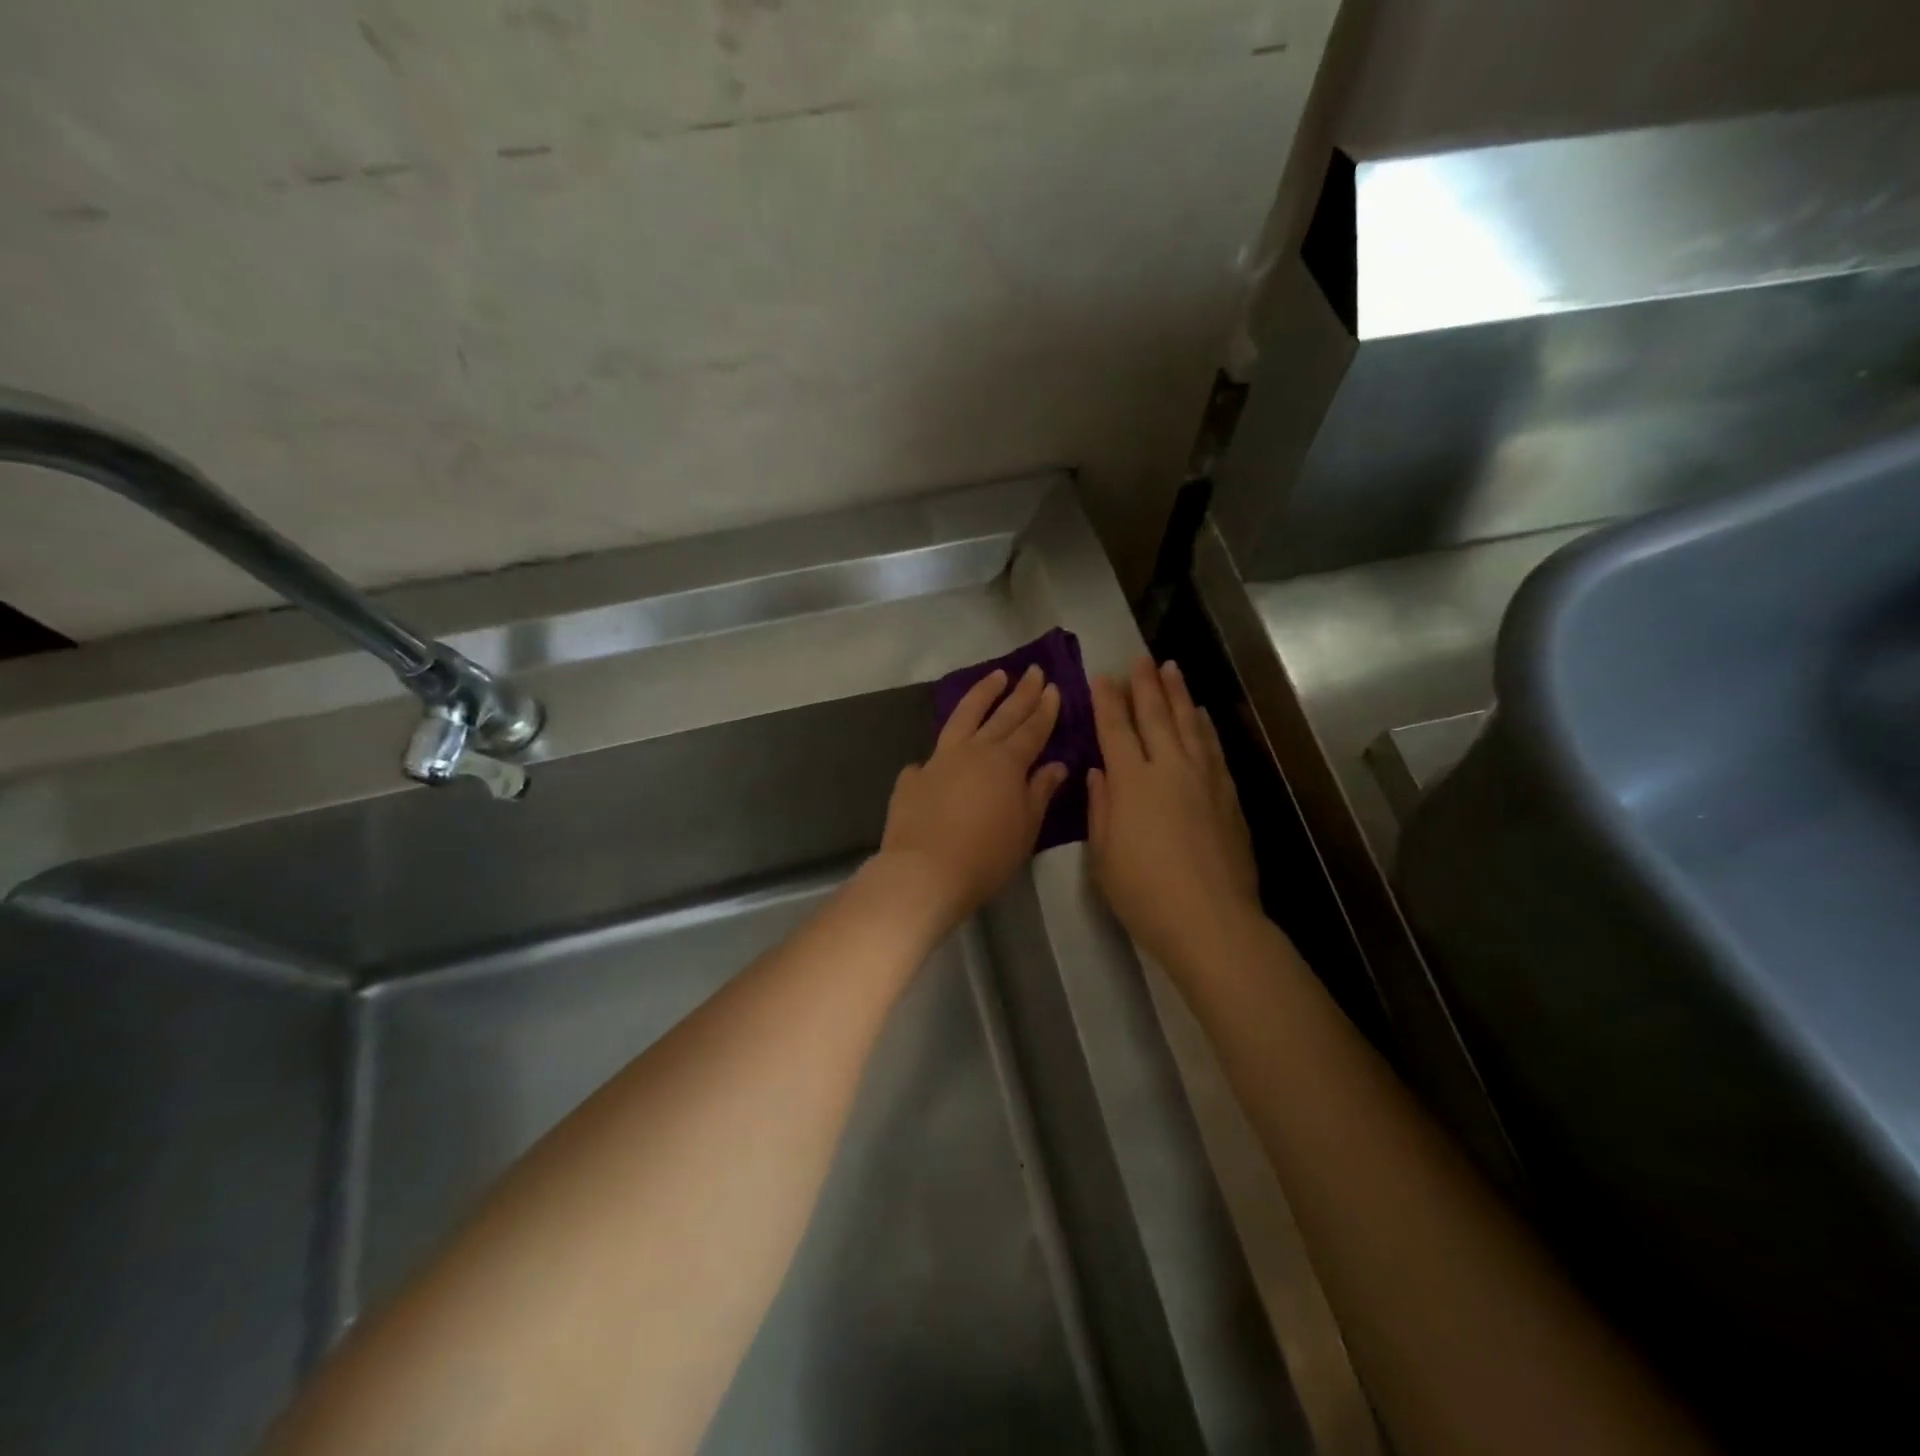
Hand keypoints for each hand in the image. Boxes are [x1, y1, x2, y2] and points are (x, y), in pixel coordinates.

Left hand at [878, 665, 1068, 933]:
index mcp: (1006, 763)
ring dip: (981, 695)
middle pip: (1002, 715)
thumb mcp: (1025, 828)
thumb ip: (1040, 792)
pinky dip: (941, 752)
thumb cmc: (986, 856)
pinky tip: (939, 755)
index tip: (1053, 687)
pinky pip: (930, 758)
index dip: (1044, 709)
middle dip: (1021, 692)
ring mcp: (939, 761)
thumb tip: (1055, 765)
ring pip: (963, 717)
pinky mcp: (913, 779)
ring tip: (995, 677)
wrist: (924, 872)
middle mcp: (973, 751)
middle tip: (1033, 670)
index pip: (1032, 729)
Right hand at [1088, 658, 1260, 972]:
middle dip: (1144, 684)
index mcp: (1132, 782)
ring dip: (1178, 694)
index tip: (1101, 677)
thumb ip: (1101, 807)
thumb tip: (1100, 773)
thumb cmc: (1143, 893)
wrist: (1210, 920)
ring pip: (1189, 723)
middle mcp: (1169, 768)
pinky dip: (1204, 726)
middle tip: (1139, 658)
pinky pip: (1212, 748)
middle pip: (1155, 716)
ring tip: (1170, 668)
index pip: (1116, 729)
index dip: (1107, 701)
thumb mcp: (1103, 854)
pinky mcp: (1228, 794)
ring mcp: (1204, 779)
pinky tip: (1200, 715)